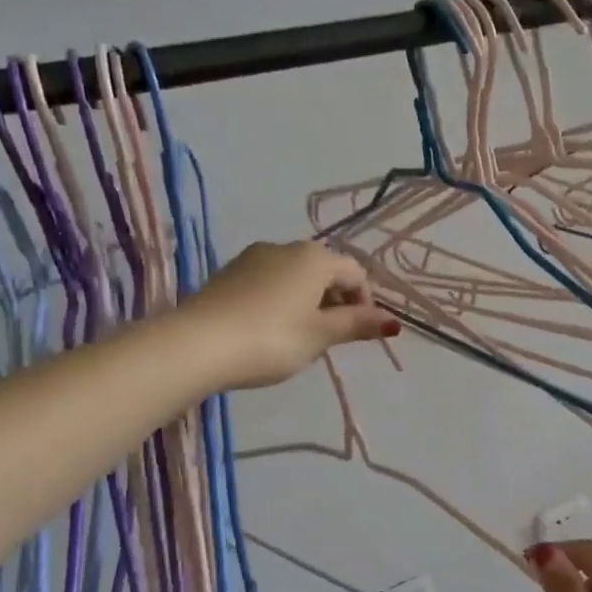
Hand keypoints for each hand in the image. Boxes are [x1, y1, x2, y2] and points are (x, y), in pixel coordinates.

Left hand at [187, 240, 396, 389]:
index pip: (355, 273)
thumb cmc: (272, 339)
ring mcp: (252, 258)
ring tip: (301, 336)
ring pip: (295, 275)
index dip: (365, 302)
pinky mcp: (228, 273)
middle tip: (331, 338)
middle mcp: (285, 247)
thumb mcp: (320, 336)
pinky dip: (280, 300)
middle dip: (336, 300)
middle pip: (324, 270)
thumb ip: (357, 325)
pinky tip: (270, 329)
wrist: (197, 344)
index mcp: (314, 258)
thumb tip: (394, 321)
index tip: (359, 333)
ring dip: (308, 300)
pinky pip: (268, 282)